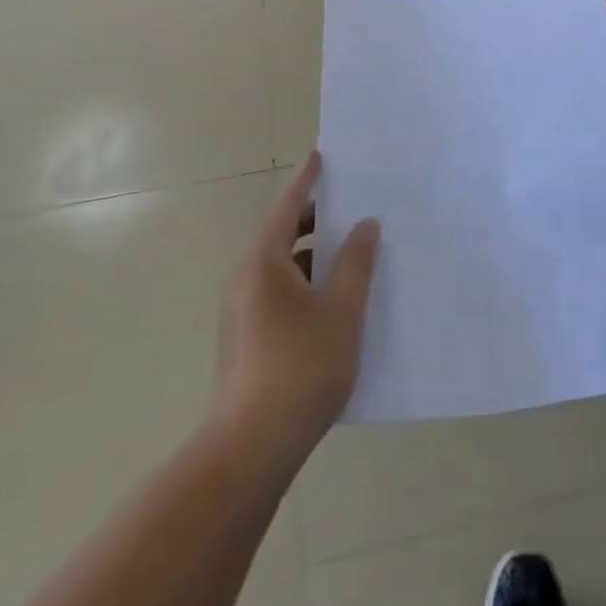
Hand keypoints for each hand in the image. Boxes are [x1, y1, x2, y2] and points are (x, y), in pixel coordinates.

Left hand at [211, 152, 380, 471]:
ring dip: (310, 255)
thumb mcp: (342, 311)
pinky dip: (303, 283)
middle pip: (280, 235)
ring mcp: (241, 312)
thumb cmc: (301, 368)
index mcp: (264, 262)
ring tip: (348, 254)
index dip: (306, 181)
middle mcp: (245, 279)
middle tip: (347, 205)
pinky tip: (331, 303)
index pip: (287, 207)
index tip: (321, 156)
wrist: (250, 448)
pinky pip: (276, 294)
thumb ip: (356, 263)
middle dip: (312, 219)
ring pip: (279, 268)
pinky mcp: (245, 340)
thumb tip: (365, 225)